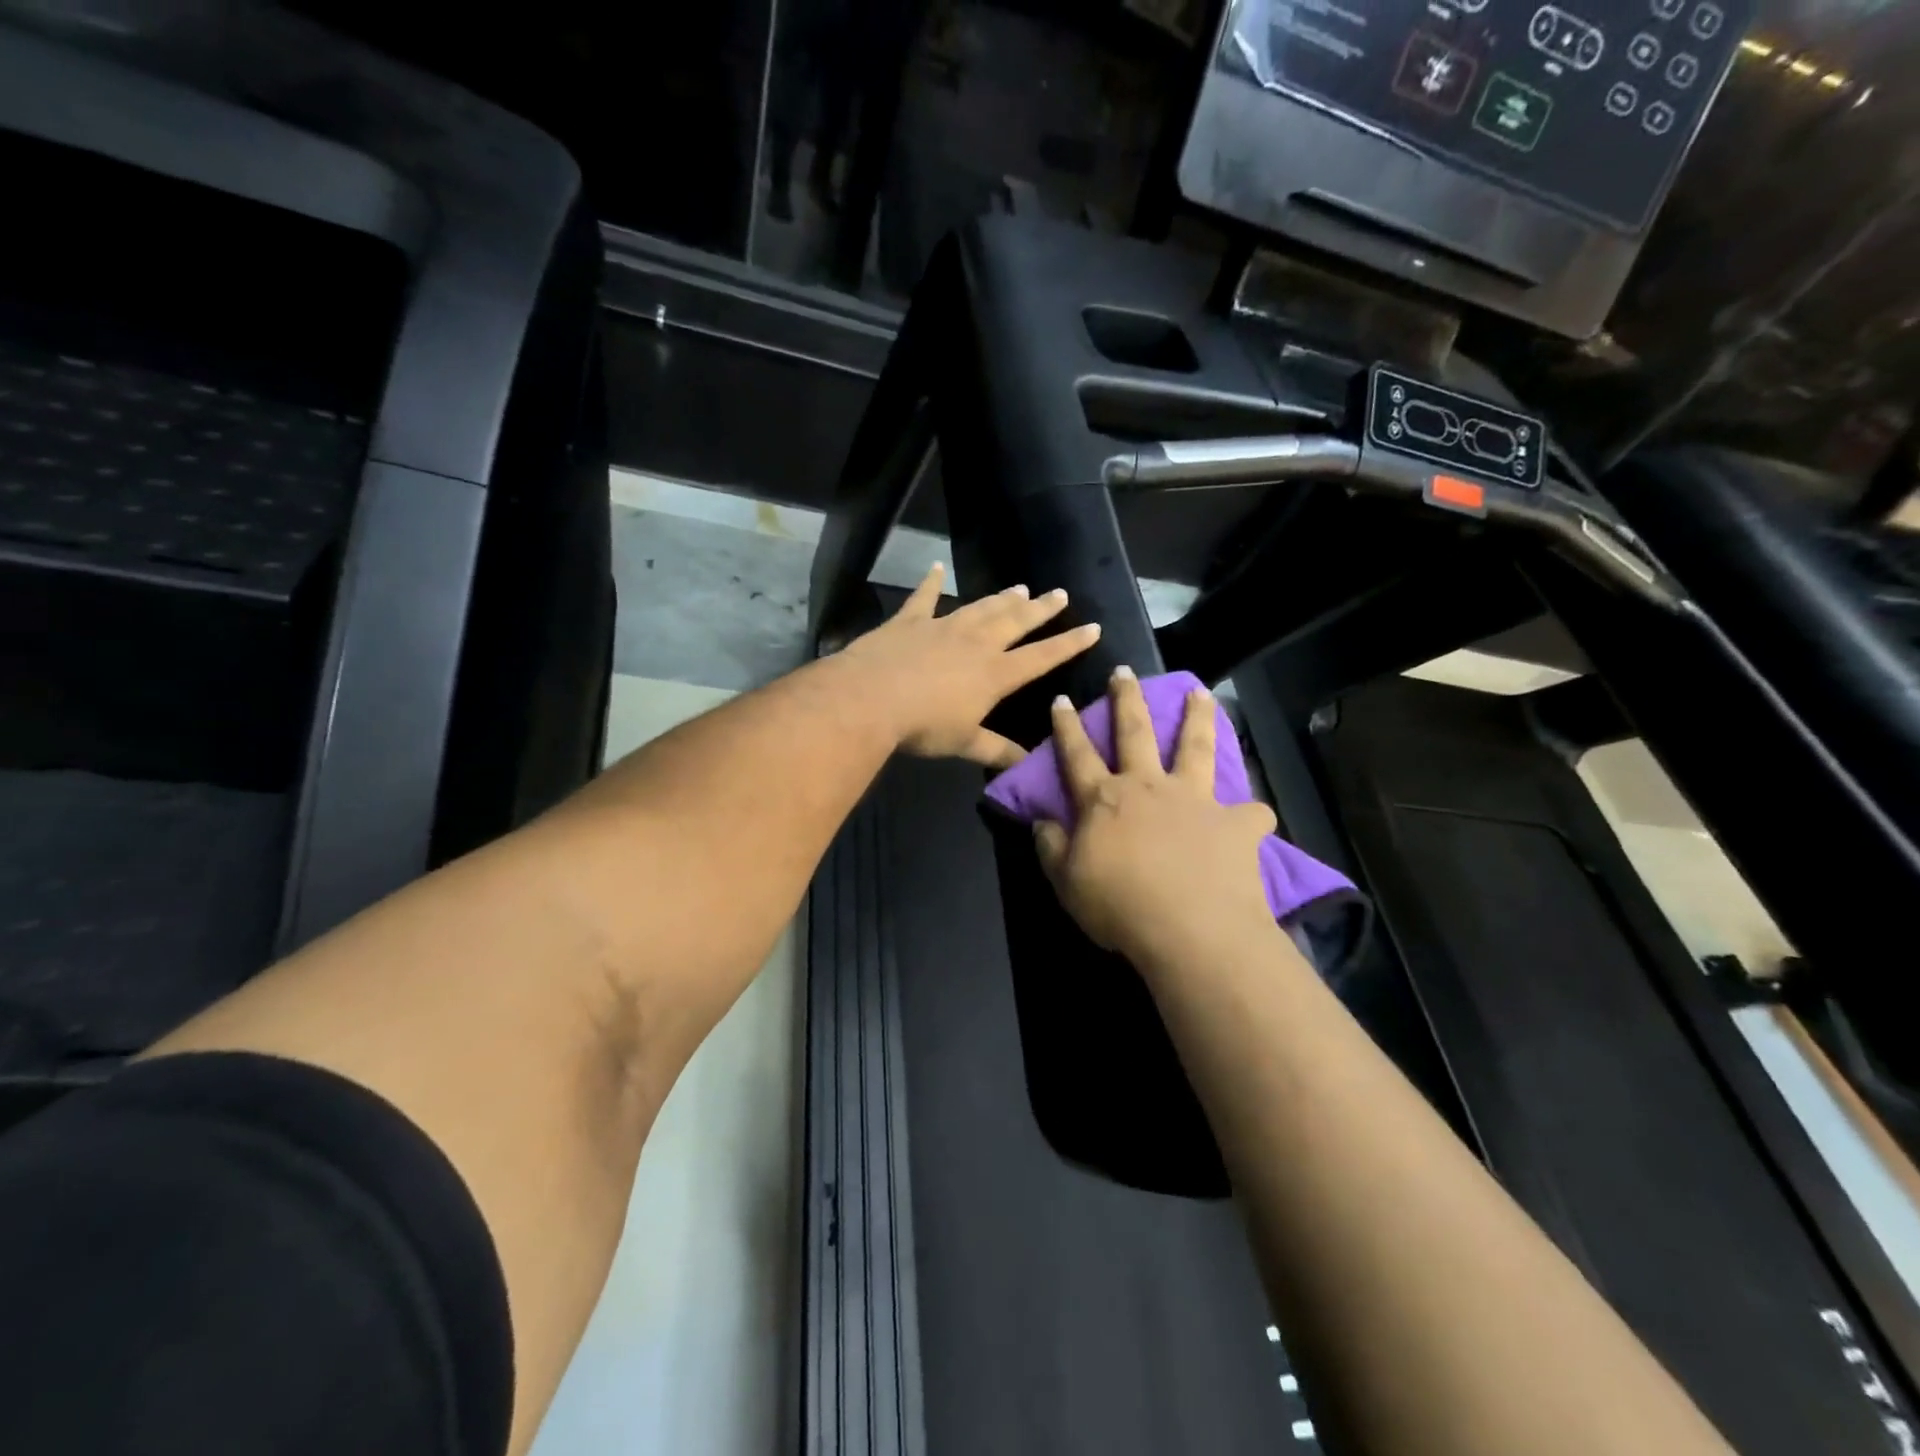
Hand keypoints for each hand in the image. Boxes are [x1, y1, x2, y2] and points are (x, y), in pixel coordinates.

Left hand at [842, 564, 1102, 770]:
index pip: (1042, 657)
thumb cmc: (923, 725)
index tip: (1092, 627)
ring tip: (1020, 587)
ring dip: (1001, 598)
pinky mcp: (909, 621)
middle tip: (1059, 593)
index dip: (1069, 644)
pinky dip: (930, 582)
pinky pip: (923, 597)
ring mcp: (942, 626)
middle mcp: (976, 643)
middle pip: (1016, 621)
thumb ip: (997, 750)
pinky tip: (936, 567)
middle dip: (1041, 609)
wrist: (870, 698)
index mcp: (995, 673)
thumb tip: (1028, 764)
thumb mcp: (964, 743)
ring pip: (980, 607)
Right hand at [1034, 668, 1277, 967]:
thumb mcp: (1067, 882)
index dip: (1066, 726)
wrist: (1191, 930)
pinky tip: (1253, 814)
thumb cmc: (1119, 906)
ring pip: (1195, 747)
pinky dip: (1250, 813)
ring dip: (1197, 718)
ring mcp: (1195, 800)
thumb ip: (1051, 848)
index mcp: (1105, 799)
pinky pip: (1249, 812)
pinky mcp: (1235, 823)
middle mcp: (1149, 787)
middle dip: (1126, 698)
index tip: (1062, 698)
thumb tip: (1042, 820)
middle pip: (1135, 732)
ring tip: (1200, 693)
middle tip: (1124, 671)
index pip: (1077, 753)